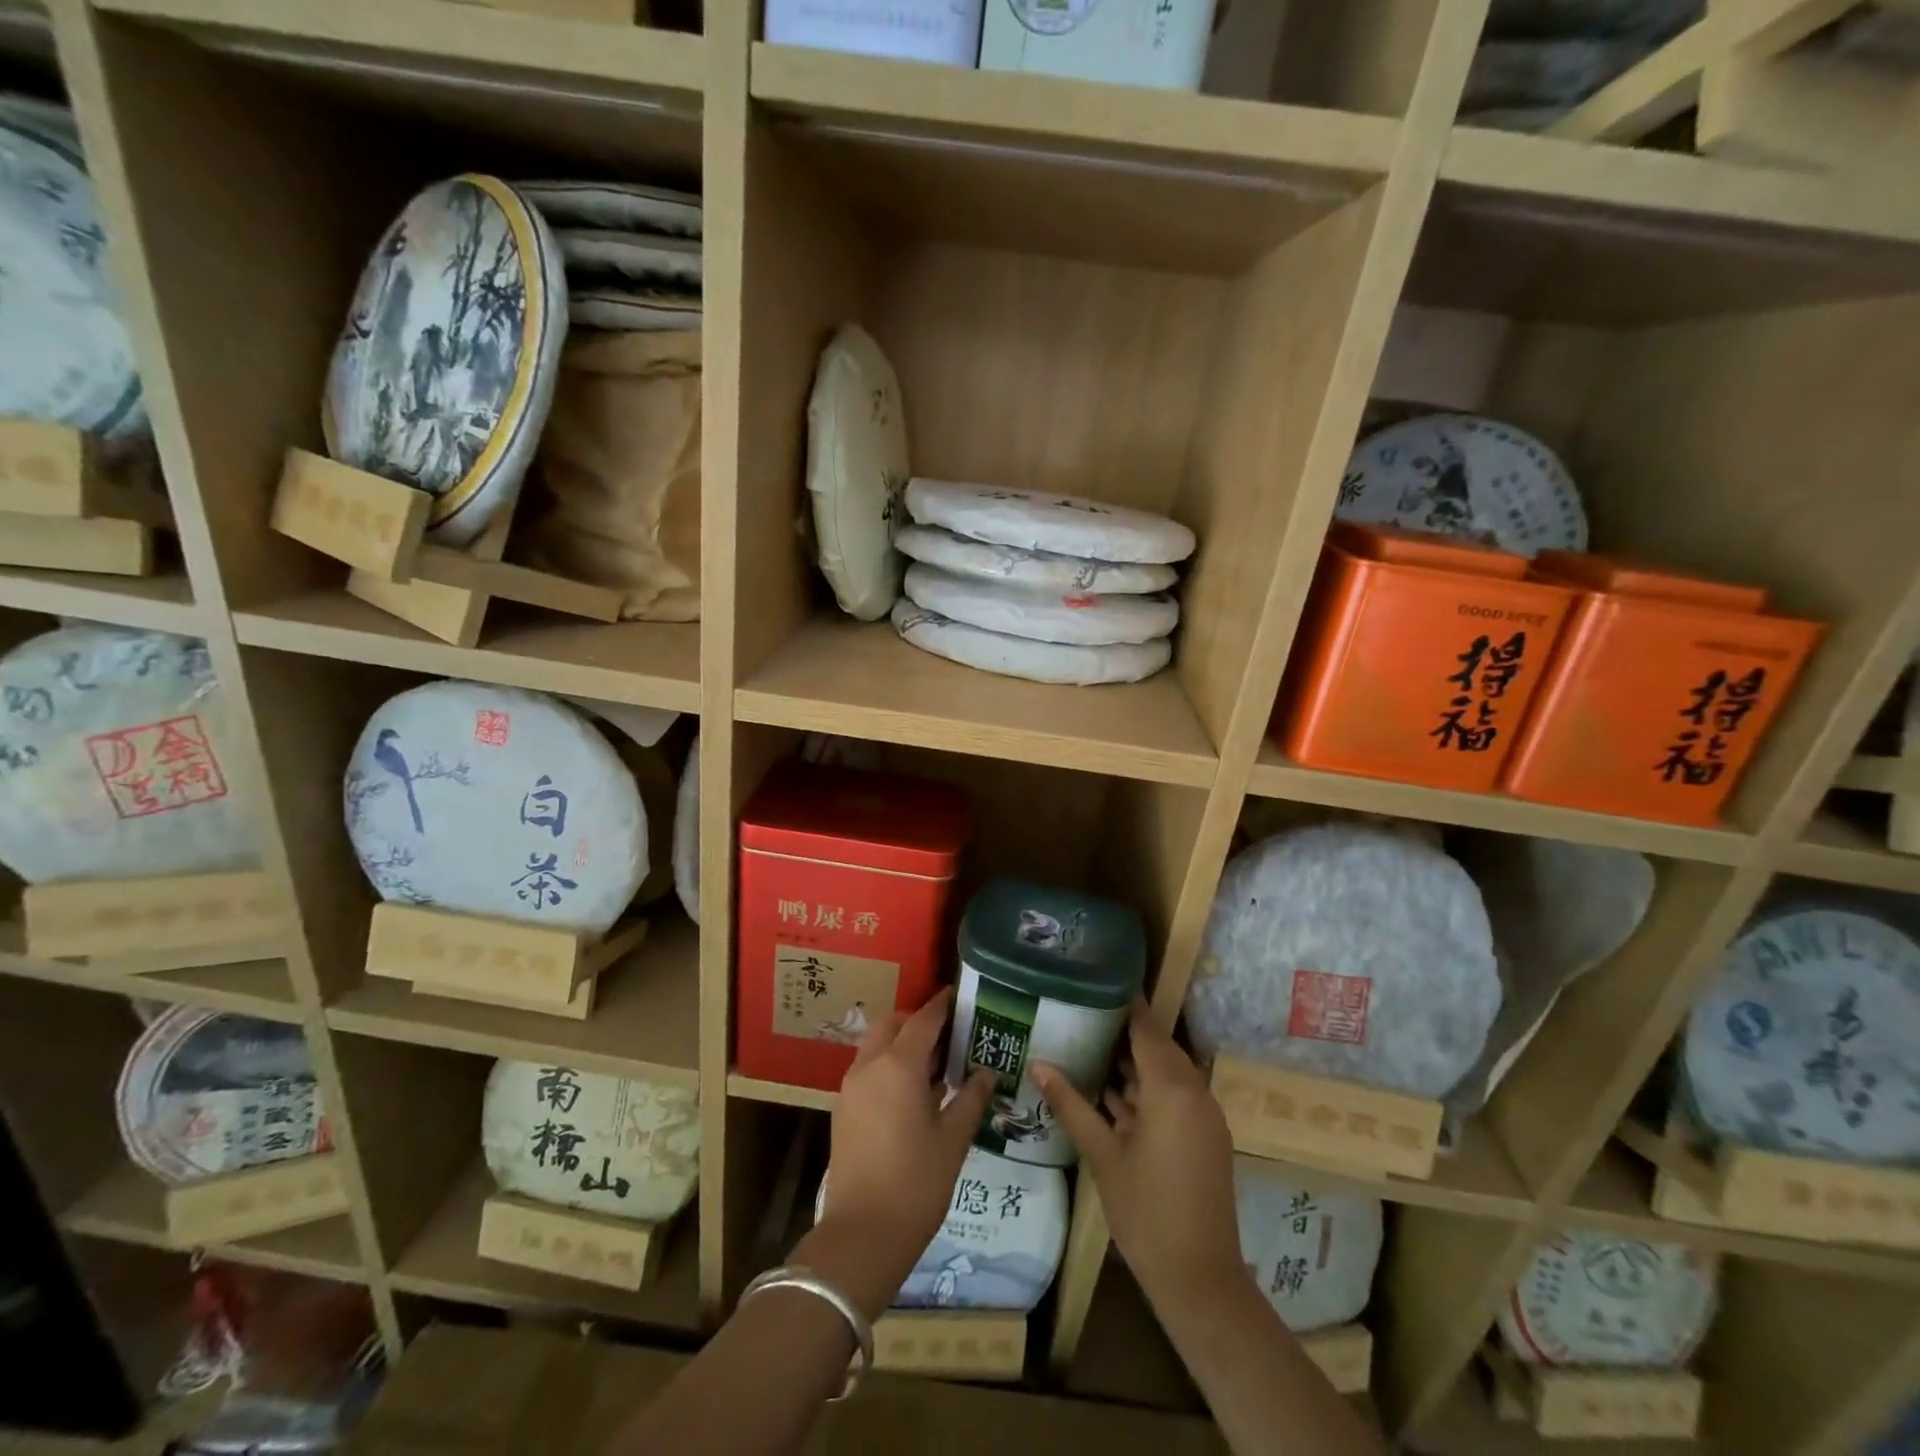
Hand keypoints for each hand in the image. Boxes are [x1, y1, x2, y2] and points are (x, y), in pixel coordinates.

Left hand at [806, 989, 993, 1320]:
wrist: (862, 1235)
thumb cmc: (916, 1183)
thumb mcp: (953, 1139)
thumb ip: (970, 1098)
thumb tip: (987, 1072)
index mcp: (898, 1065)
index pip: (923, 1020)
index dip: (941, 1005)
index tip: (957, 994)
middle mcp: (869, 1065)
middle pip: (892, 1024)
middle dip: (916, 1021)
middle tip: (946, 1034)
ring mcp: (850, 1087)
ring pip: (875, 1046)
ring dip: (899, 1043)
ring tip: (932, 1064)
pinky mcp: (842, 1109)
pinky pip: (866, 1069)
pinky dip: (886, 1065)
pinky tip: (910, 1092)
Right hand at [1031, 1004, 1245, 1317]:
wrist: (1200, 1279)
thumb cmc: (1146, 1212)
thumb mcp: (1102, 1155)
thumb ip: (1071, 1104)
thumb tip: (1038, 1063)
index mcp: (1172, 1089)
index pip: (1147, 1028)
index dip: (1126, 1002)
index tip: (1097, 977)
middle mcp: (1194, 1092)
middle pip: (1157, 1047)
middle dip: (1122, 1029)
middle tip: (1082, 1009)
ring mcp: (1202, 1116)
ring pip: (1164, 1073)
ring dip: (1132, 1061)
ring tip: (1088, 1041)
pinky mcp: (1203, 1136)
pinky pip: (1172, 1096)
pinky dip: (1145, 1088)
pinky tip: (1109, 1089)